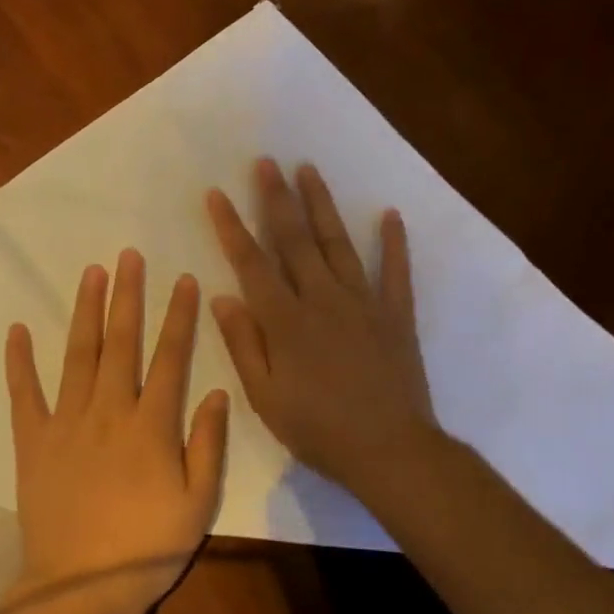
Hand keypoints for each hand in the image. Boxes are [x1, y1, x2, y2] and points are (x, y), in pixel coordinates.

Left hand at [5, 250, 228, 613]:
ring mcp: (66, 422)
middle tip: (128, 255)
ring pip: (78, 355)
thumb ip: (208, 445)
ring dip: (85, 311)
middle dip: (127, 295)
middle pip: (121, 342)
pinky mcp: (33, 440)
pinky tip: (16, 330)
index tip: (183, 279)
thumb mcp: (197, 504)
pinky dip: (19, 361)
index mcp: (150, 425)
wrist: (80, 587)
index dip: (178, 316)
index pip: (169, 357)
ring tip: (90, 273)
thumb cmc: (147, 548)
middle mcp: (108, 410)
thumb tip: (218, 391)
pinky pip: (24, 394)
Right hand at [206, 159, 437, 498]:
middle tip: (266, 162)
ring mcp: (363, 302)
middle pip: (295, 239)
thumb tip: (221, 297)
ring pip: (338, 243)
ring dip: (322, 204)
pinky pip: (396, 271)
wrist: (391, 451)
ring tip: (309, 169)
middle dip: (277, 198)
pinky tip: (390, 214)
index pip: (252, 263)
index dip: (231, 226)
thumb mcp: (265, 397)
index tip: (217, 193)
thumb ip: (243, 344)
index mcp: (286, 321)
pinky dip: (394, 242)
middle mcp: (323, 299)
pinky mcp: (395, 314)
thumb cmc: (319, 429)